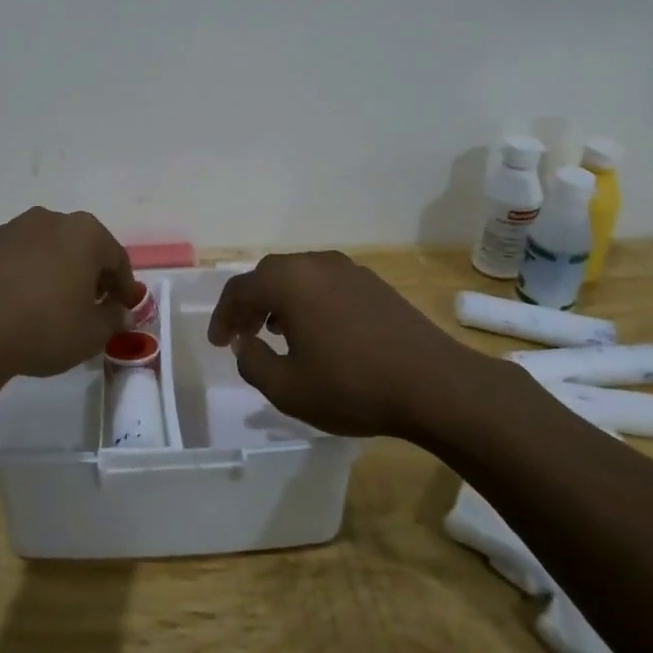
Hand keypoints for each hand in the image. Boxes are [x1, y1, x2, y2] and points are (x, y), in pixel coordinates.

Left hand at [0, 208, 139, 379]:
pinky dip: (17, 276)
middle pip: (79, 246)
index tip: (124, 308)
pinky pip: (9, 260)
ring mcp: (9, 229)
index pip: (116, 258)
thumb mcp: (91, 334)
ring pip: (42, 249)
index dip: (123, 285)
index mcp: (84, 233)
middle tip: (88, 305)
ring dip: (50, 270)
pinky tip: (12, 304)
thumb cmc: (44, 328)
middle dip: (87, 273)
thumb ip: (113, 319)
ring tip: (47, 305)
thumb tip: (120, 312)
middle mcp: (48, 220)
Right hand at [206, 252, 481, 435]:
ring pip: (299, 277)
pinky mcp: (373, 284)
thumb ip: (253, 362)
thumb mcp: (287, 388)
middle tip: (242, 334)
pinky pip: (325, 283)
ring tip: (275, 332)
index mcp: (289, 282)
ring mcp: (349, 270)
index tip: (218, 343)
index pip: (240, 289)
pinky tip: (317, 331)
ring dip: (279, 300)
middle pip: (269, 275)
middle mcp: (316, 264)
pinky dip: (308, 301)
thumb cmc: (353, 386)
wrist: (434, 385)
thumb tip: (245, 343)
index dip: (222, 316)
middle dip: (249, 303)